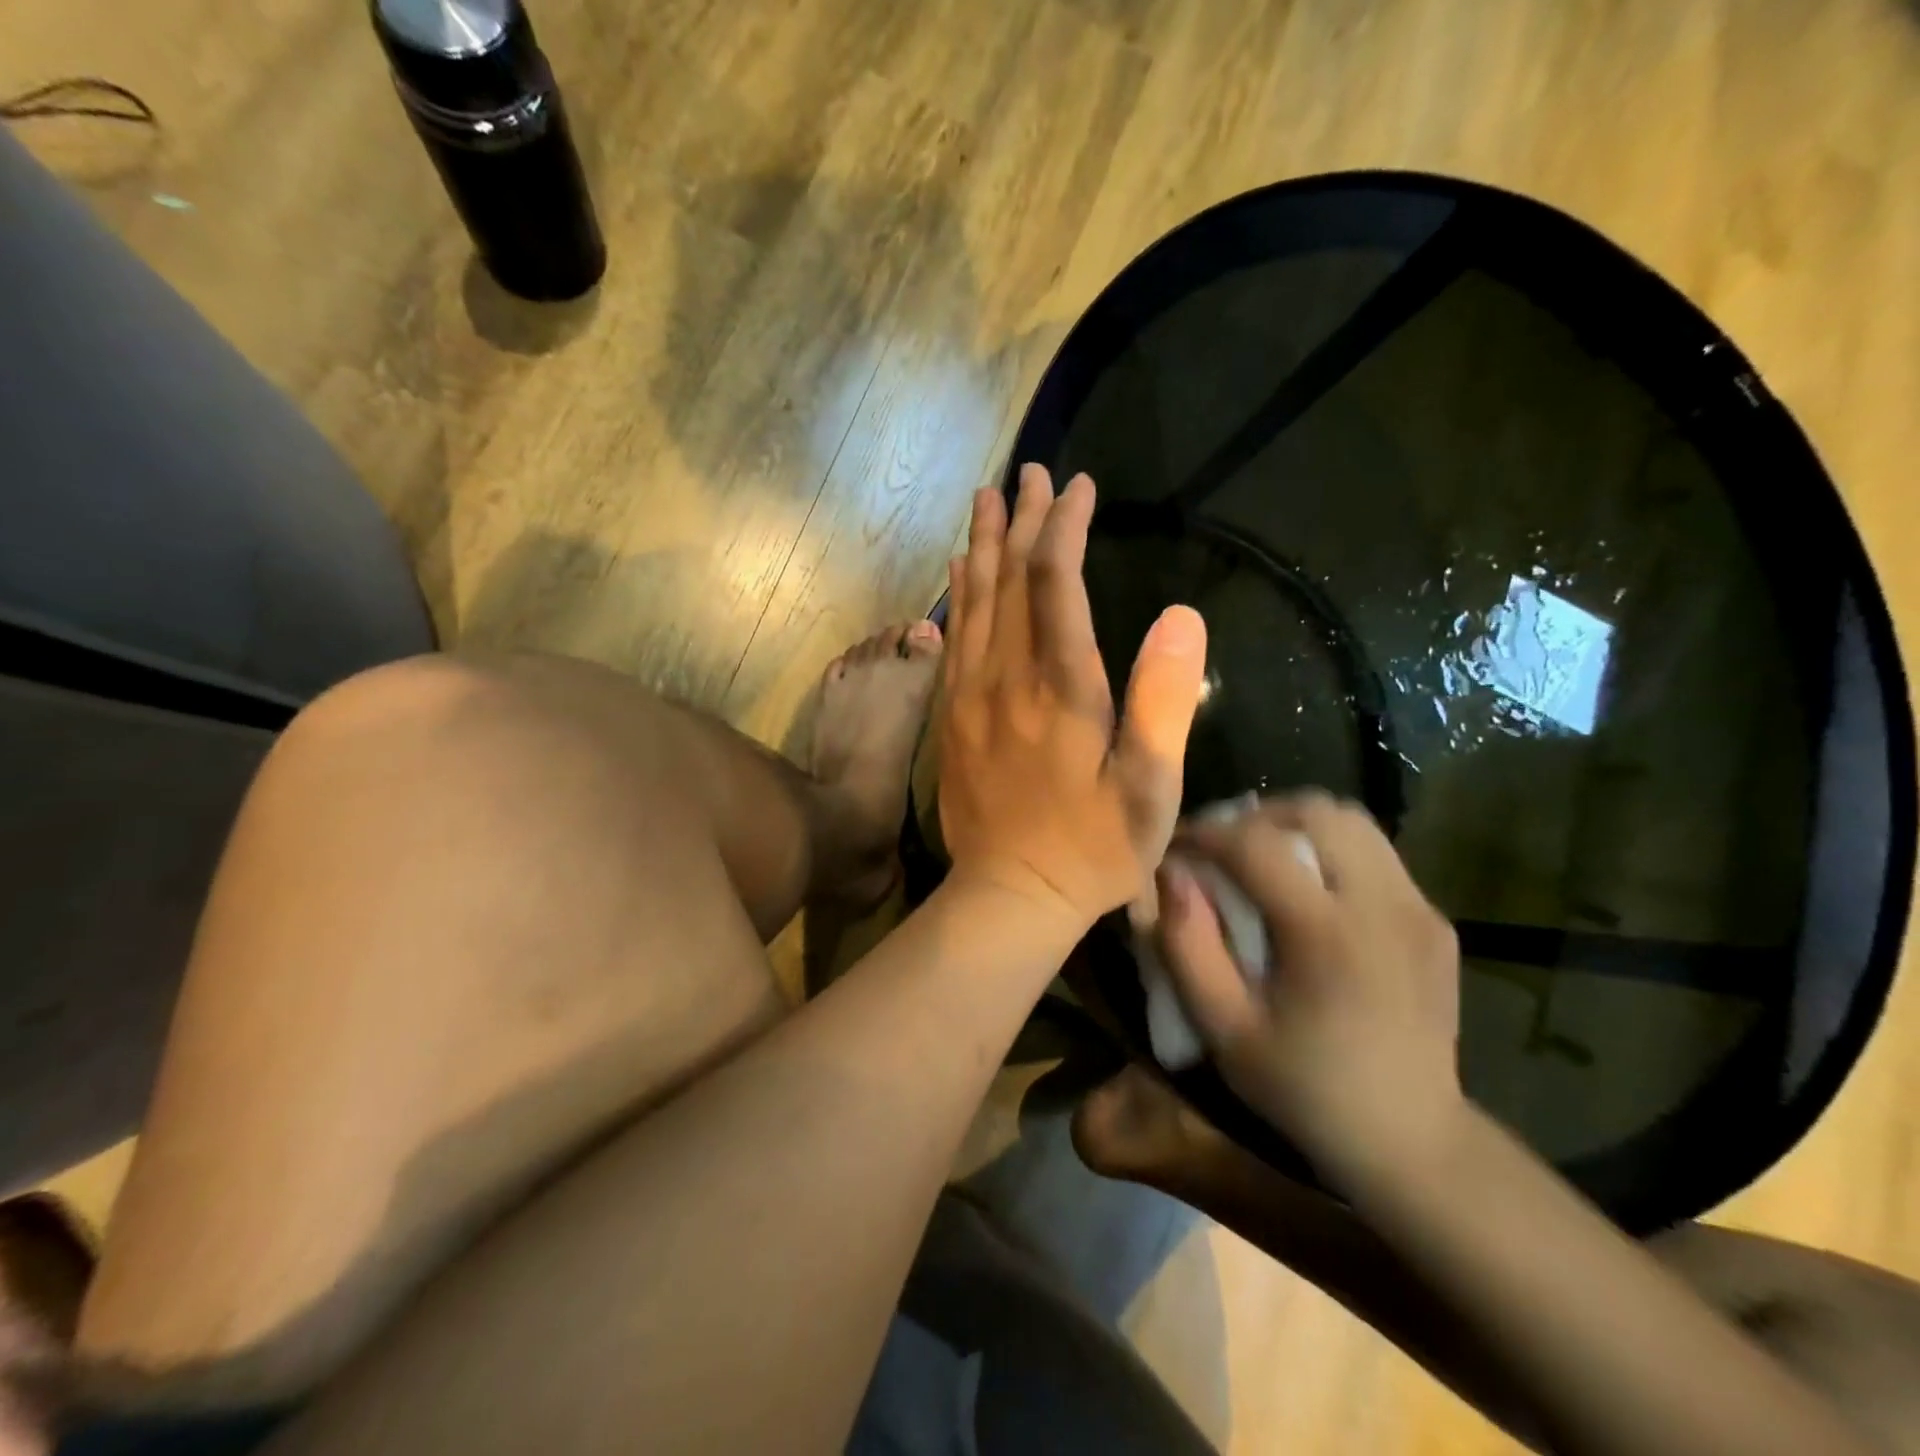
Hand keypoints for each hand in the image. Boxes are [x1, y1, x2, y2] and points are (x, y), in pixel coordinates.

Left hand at [936, 464, 1207, 927]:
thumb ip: (1165, 703)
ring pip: (974, 603)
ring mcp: (971, 696)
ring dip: (982, 546)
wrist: (1011, 894)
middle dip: (1020, 521)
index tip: (1078, 488)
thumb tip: (1183, 616)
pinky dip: (959, 597)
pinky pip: (954, 639)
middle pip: (1009, 580)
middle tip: (1027, 473)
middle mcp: (1008, 678)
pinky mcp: (953, 717)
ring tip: (985, 499)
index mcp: (1061, 688)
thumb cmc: (1092, 848)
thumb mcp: (1149, 789)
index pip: (1058, 584)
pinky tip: (960, 572)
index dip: (1066, 528)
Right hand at [1156, 793, 1464, 1186]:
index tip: (1175, 846)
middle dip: (1255, 817)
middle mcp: (1383, 905)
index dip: (1205, 833)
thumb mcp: (1223, 1029)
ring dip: (1296, 826)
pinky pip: (1375, 854)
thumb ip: (1187, 946)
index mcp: (1328, 935)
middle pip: (1316, 811)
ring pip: (1351, 821)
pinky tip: (1310, 895)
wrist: (1412, 1139)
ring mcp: (1419, 908)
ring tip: (1262, 860)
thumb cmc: (1304, 1087)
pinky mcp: (1434, 920)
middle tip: (1221, 849)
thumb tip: (1171, 875)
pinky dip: (1330, 852)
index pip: (1257, 844)